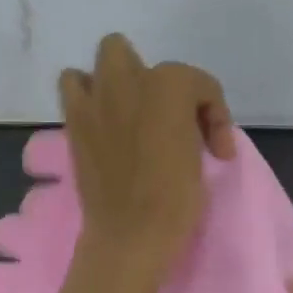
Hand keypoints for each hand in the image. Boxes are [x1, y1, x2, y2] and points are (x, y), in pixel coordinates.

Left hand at [60, 33, 234, 286]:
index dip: (215, 115)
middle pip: (143, 58)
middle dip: (159, 80)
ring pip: (105, 59)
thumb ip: (191, 126)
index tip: (218, 152)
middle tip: (169, 117)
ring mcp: (96, 99)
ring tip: (131, 112)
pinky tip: (105, 124)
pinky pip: (74, 88)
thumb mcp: (200, 155)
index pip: (199, 85)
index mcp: (168, 86)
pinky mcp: (74, 121)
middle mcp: (128, 81)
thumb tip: (185, 128)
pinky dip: (90, 97)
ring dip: (119, 78)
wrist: (130, 234)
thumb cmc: (175, 198)